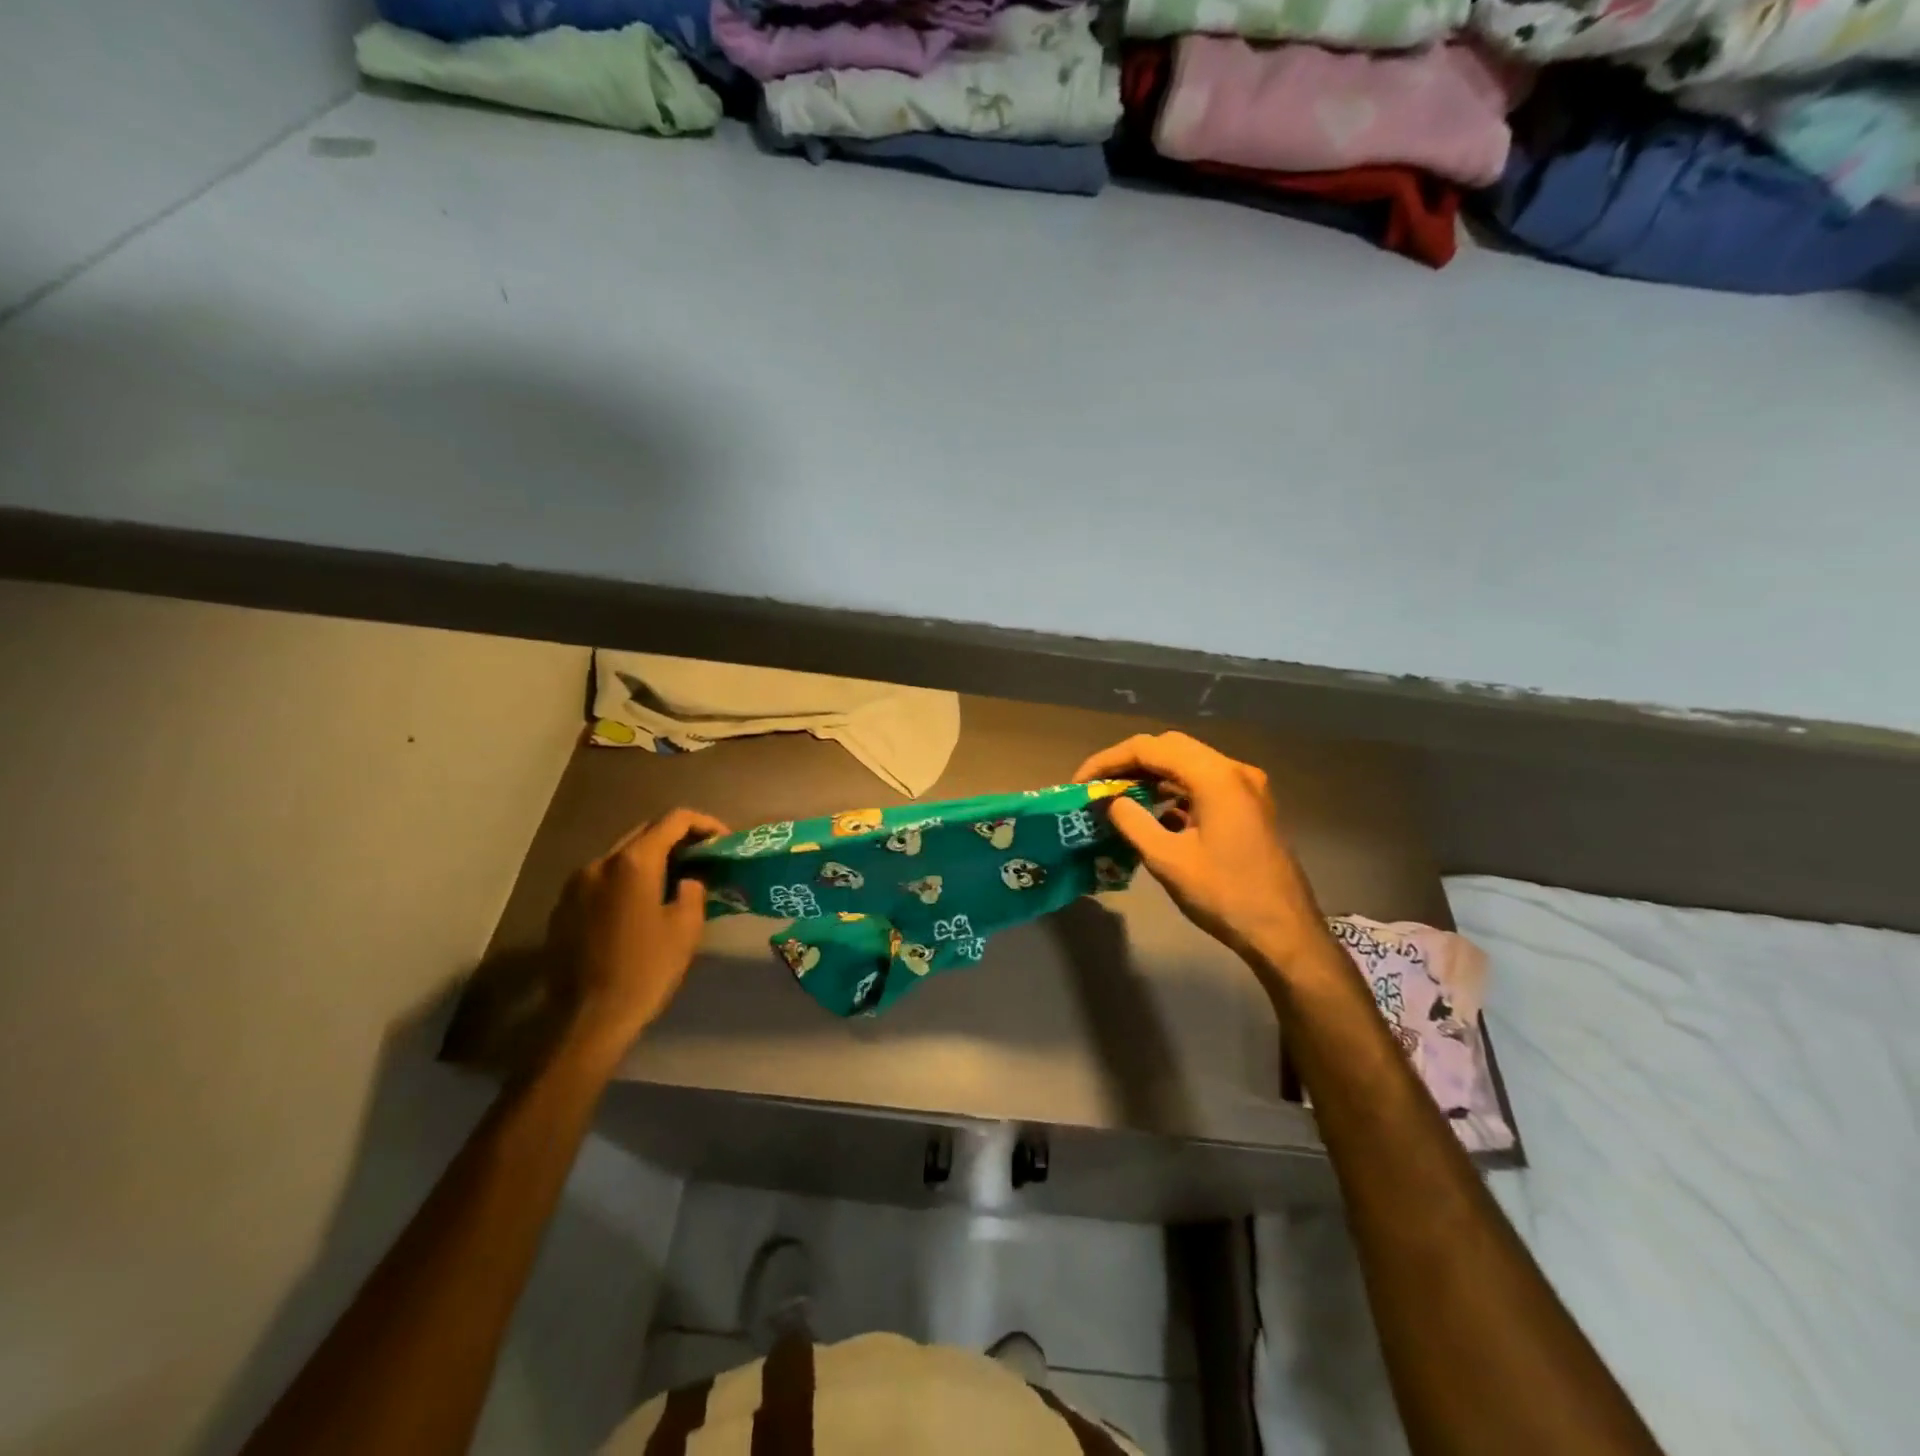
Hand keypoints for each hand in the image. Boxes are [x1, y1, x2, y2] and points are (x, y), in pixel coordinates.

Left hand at [545, 808, 728, 1059]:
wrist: (586, 1020)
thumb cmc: (645, 971)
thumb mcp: (686, 929)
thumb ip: (693, 891)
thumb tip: (687, 880)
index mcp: (633, 863)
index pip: (673, 820)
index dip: (704, 824)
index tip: (723, 841)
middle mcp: (600, 862)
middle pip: (644, 832)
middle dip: (677, 839)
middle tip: (703, 858)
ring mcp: (576, 884)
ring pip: (621, 855)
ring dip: (650, 859)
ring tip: (674, 881)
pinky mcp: (563, 907)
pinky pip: (602, 878)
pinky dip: (626, 880)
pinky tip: (639, 906)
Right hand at [1075, 732, 1322, 968]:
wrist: (1284, 933)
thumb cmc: (1225, 895)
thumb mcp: (1167, 860)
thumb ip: (1131, 821)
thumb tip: (1108, 800)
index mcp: (1215, 776)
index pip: (1149, 748)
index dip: (1108, 760)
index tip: (1081, 783)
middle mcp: (1233, 770)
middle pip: (1170, 747)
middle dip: (1129, 762)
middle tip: (1098, 786)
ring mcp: (1245, 787)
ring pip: (1187, 764)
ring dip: (1151, 776)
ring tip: (1118, 798)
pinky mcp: (1248, 806)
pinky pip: (1202, 784)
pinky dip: (1173, 791)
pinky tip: (1153, 813)